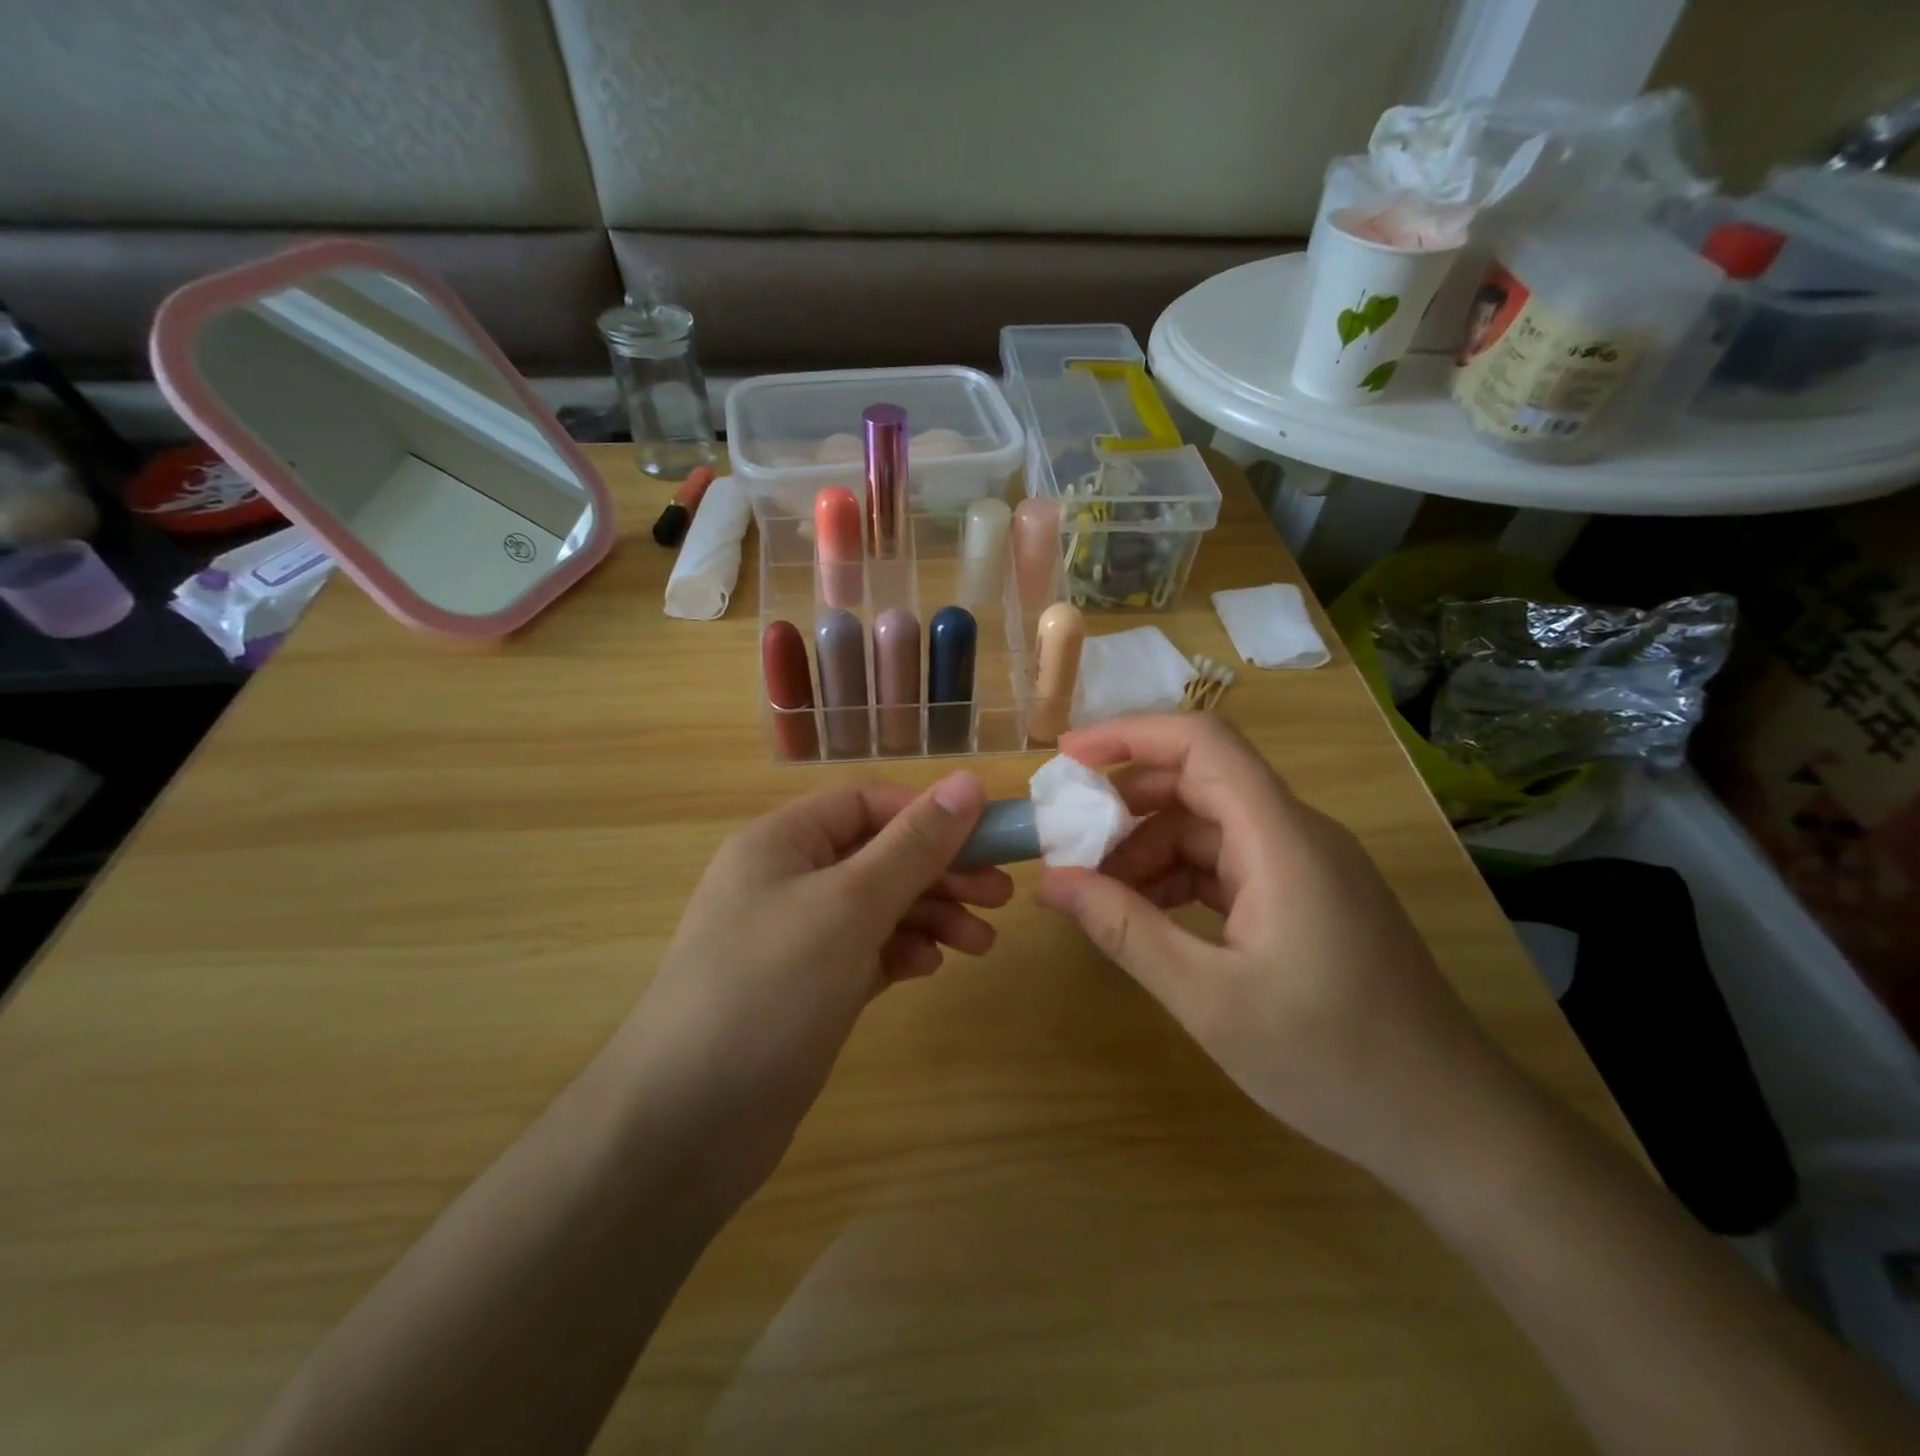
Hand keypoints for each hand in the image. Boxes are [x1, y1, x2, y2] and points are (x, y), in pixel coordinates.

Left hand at [613, 771, 1008, 1206]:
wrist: (685, 1125)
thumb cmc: (770, 989)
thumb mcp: (850, 905)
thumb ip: (914, 845)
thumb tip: (968, 781)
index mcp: (782, 841)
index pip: (867, 803)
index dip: (928, 814)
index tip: (988, 838)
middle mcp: (786, 879)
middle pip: (878, 855)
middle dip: (940, 872)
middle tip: (999, 896)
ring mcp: (795, 937)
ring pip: (878, 906)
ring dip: (931, 916)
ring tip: (981, 943)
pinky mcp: (807, 988)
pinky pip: (866, 951)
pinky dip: (901, 953)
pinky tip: (928, 969)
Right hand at [1035, 715, 1525, 1188]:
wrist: (1451, 1125)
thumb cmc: (1332, 1060)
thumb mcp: (1209, 999)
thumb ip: (1124, 931)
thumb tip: (1051, 882)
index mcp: (1281, 838)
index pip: (1202, 744)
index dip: (1129, 735)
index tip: (1066, 759)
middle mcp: (1296, 834)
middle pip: (1199, 783)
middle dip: (1125, 806)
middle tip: (1067, 845)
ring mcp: (1305, 866)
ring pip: (1209, 827)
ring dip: (1148, 850)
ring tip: (1098, 896)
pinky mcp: (1307, 898)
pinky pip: (1229, 864)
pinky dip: (1179, 878)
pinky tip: (1146, 916)